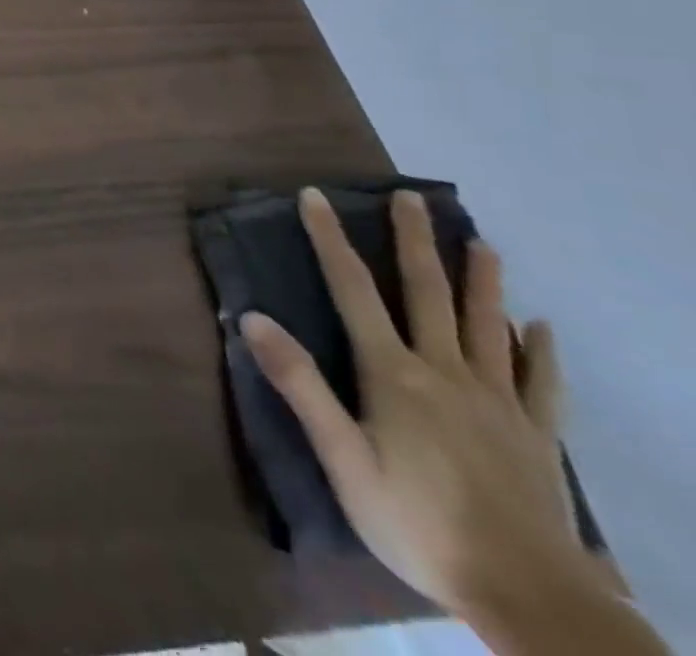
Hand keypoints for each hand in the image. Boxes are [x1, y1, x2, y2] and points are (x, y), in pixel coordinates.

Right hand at [241, 189, 590, 614]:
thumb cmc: (418, 522)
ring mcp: (499, 403)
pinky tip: (540, 328)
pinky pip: (541, 383)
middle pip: (427, 293)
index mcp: (394, 373)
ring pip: (488, 326)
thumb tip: (253, 317)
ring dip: (482, 281)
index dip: (330, 239)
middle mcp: (445, 372)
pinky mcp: (538, 436)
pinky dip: (540, 350)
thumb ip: (300, 385)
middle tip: (412, 198)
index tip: (316, 196)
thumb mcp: (343, 458)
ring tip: (481, 243)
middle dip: (414, 242)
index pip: (352, 289)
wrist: (531, 598)